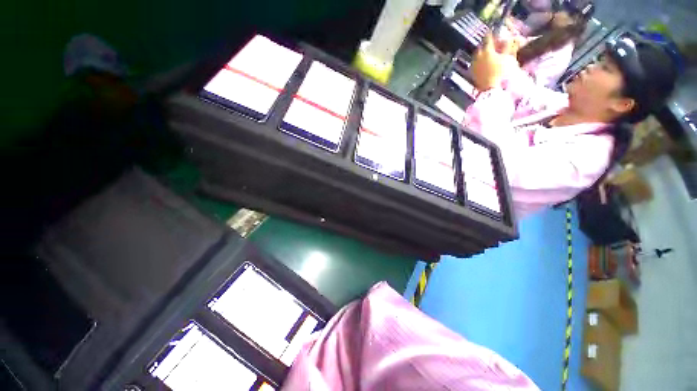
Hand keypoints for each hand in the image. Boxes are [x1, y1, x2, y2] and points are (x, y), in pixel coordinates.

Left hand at [471, 34, 514, 90]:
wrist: (491, 89)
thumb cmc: (502, 72)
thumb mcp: (509, 58)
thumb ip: (509, 47)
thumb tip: (511, 38)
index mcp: (487, 51)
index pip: (488, 38)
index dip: (490, 33)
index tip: (492, 30)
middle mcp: (478, 57)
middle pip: (480, 47)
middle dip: (485, 44)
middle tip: (491, 43)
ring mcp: (474, 66)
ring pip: (477, 56)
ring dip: (482, 53)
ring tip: (488, 54)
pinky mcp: (472, 74)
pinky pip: (475, 64)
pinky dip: (479, 61)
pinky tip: (484, 64)